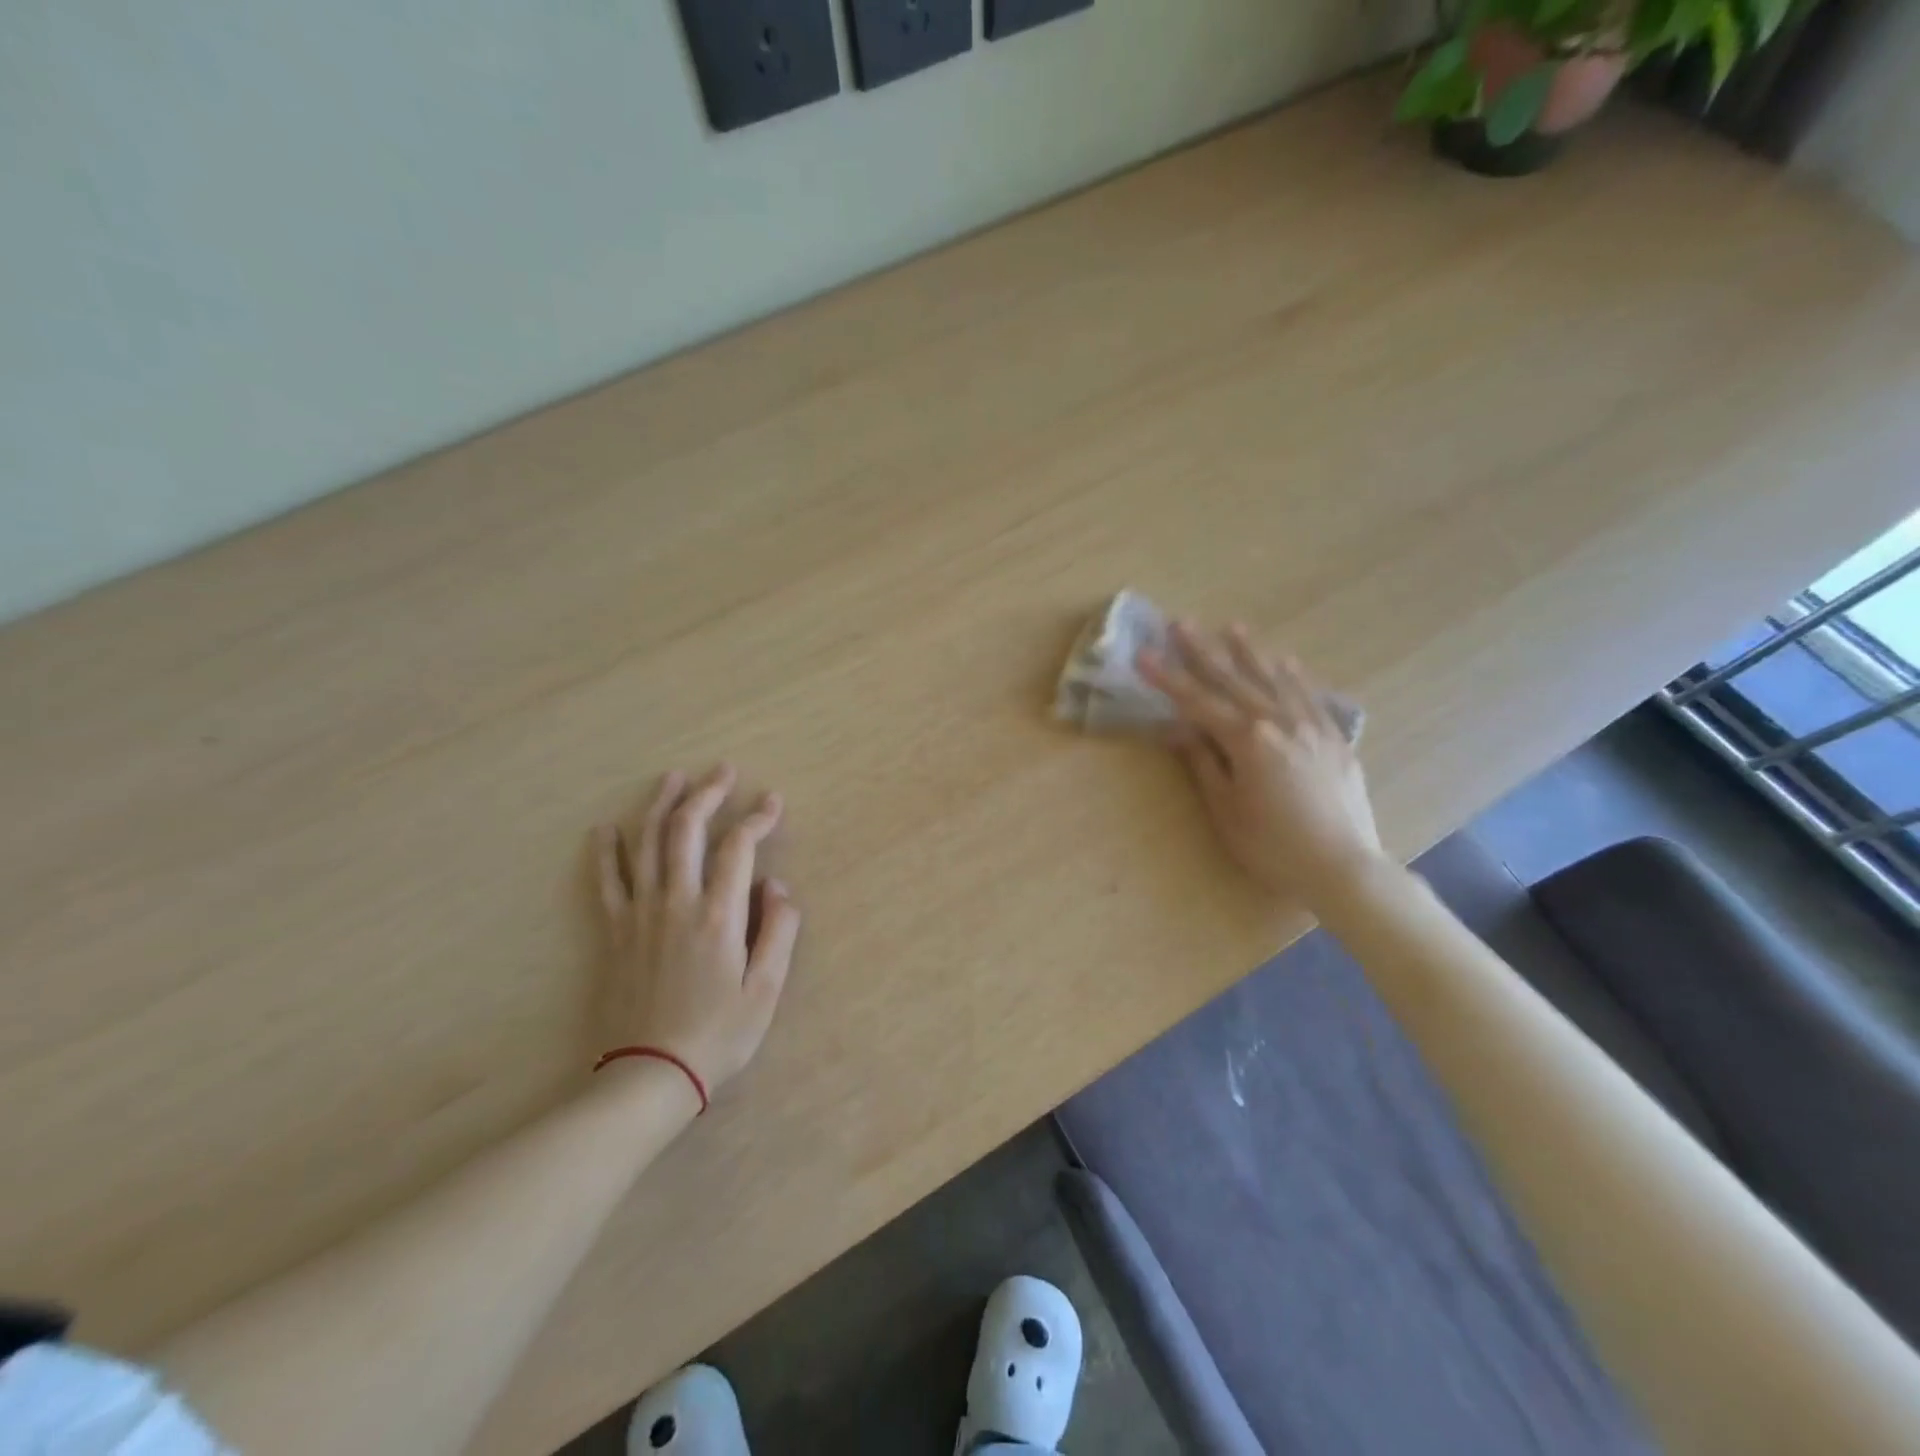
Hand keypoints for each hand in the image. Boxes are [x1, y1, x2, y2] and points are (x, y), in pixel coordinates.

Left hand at [593, 765, 801, 1096]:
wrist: (648, 1076)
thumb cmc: (717, 1035)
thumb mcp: (766, 989)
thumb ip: (778, 931)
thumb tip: (778, 886)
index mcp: (719, 915)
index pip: (739, 847)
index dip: (758, 818)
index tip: (773, 801)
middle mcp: (676, 902)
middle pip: (687, 830)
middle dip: (708, 793)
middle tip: (723, 770)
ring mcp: (639, 914)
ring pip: (646, 843)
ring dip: (660, 805)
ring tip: (672, 778)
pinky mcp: (613, 932)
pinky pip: (607, 881)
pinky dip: (606, 851)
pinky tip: (606, 829)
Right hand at [1139, 624, 1385, 904]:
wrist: (1342, 868)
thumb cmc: (1272, 846)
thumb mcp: (1226, 809)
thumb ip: (1203, 763)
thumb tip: (1178, 730)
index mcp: (1246, 740)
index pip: (1197, 702)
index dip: (1167, 678)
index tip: (1144, 655)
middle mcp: (1279, 722)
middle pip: (1233, 680)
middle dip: (1203, 651)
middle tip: (1181, 623)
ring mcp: (1311, 726)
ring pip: (1275, 679)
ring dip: (1251, 652)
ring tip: (1233, 627)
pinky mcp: (1334, 738)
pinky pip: (1311, 696)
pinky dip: (1295, 676)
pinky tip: (1286, 662)